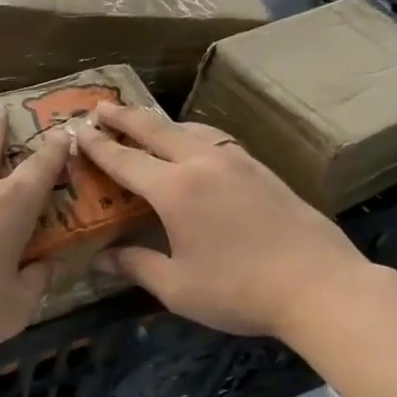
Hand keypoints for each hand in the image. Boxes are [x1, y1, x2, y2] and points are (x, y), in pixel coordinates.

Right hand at [72, 103, 372, 340]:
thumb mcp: (177, 287)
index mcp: (175, 189)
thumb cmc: (238, 290)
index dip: (98, 147)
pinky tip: (195, 146)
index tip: (76, 131)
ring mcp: (238, 162)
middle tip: (100, 106)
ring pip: (190, 130)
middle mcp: (203, 164)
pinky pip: (216, 140)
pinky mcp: (262, 170)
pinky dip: (192, 134)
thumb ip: (136, 266)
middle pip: (156, 131)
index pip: (125, 160)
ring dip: (161, 123)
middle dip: (124, 117)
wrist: (320, 286)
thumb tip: (101, 260)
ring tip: (145, 122)